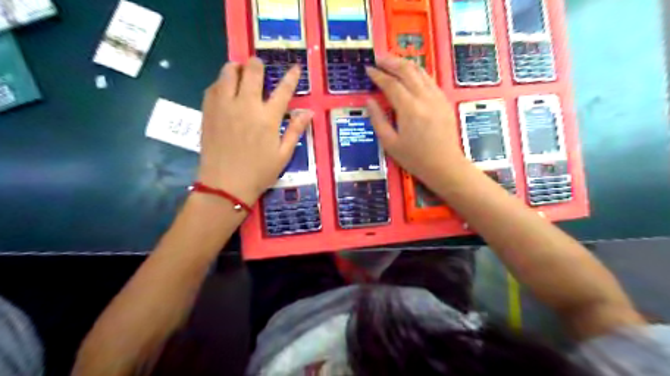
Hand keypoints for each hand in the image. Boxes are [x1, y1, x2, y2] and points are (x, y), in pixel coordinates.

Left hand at [197, 57, 311, 205]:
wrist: (225, 185)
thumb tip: (308, 112)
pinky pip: (213, 87)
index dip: (291, 77)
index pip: (283, 90)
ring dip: (236, 68)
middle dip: (257, 64)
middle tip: (259, 66)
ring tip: (240, 71)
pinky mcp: (209, 111)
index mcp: (268, 118)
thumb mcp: (283, 155)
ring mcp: (224, 106)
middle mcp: (246, 106)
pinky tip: (225, 88)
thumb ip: (295, 130)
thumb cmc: (259, 172)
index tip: (295, 67)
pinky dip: (221, 82)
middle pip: (252, 72)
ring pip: (228, 73)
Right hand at [364, 56, 466, 187]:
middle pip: (407, 70)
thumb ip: (378, 119)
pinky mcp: (444, 100)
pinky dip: (417, 72)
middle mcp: (424, 97)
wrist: (445, 165)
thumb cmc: (415, 158)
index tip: (368, 69)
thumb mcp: (390, 143)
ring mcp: (437, 97)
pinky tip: (410, 74)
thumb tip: (369, 101)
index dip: (378, 75)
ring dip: (404, 63)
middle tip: (378, 58)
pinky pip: (429, 79)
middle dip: (391, 61)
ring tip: (392, 61)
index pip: (391, 84)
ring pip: (420, 71)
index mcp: (409, 109)